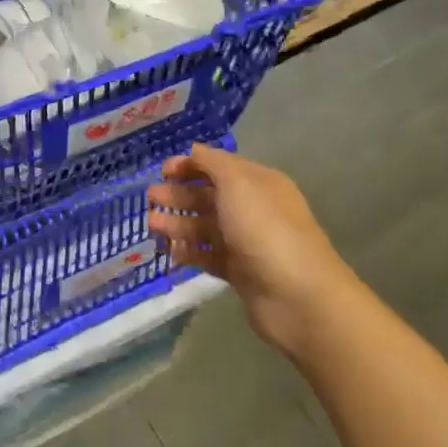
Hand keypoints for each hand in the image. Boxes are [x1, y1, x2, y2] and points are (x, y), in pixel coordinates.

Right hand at [147, 143, 356, 355]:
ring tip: (152, 225)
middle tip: (150, 198)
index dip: (190, 165)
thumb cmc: (265, 229)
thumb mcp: (237, 183)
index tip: (162, 171)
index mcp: (258, 183)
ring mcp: (248, 242)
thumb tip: (194, 151)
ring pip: (206, 227)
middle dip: (179, 195)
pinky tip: (171, 251)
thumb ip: (212, 163)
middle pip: (210, 196)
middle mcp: (253, 209)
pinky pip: (209, 256)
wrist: (297, 295)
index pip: (219, 166)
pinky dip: (190, 252)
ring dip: (178, 223)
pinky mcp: (241, 273)